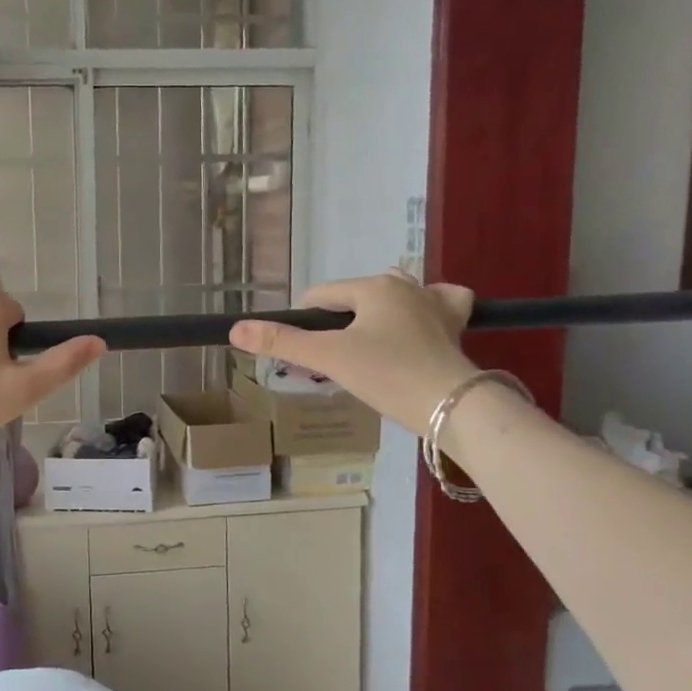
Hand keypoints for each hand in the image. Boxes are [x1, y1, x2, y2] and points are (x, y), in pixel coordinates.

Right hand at [229, 272, 479, 433]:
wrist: (452, 405)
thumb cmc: (387, 374)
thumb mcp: (329, 358)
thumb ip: (282, 342)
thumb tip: (235, 329)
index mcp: (374, 287)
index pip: (322, 296)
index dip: (305, 322)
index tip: (304, 354)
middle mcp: (406, 285)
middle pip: (356, 297)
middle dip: (340, 322)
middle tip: (334, 359)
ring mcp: (435, 303)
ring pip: (394, 297)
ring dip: (377, 315)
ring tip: (368, 346)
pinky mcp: (456, 325)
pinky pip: (438, 305)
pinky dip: (426, 310)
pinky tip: (419, 326)